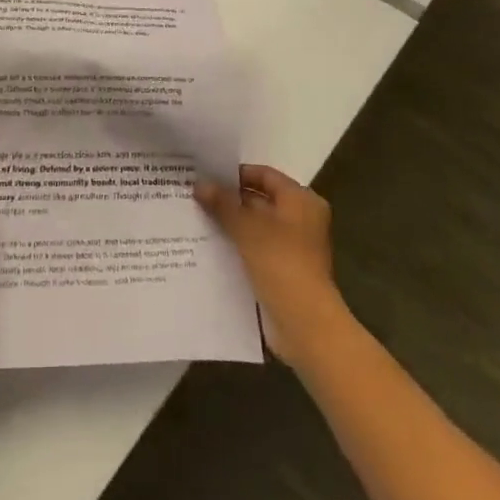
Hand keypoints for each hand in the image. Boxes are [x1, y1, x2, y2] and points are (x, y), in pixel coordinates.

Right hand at [196, 165, 346, 362]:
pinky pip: (254, 251)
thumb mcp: (247, 228)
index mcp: (301, 201)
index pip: (264, 175)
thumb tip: (199, 184)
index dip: (235, 174)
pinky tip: (206, 246)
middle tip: (194, 196)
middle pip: (259, 200)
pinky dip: (235, 247)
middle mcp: (300, 220)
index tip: (205, 174)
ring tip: (194, 218)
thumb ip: (222, 203)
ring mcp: (292, 248)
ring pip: (254, 228)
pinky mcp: (282, 272)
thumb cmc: (281, 263)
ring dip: (229, 225)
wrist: (305, 325)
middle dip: (228, 200)